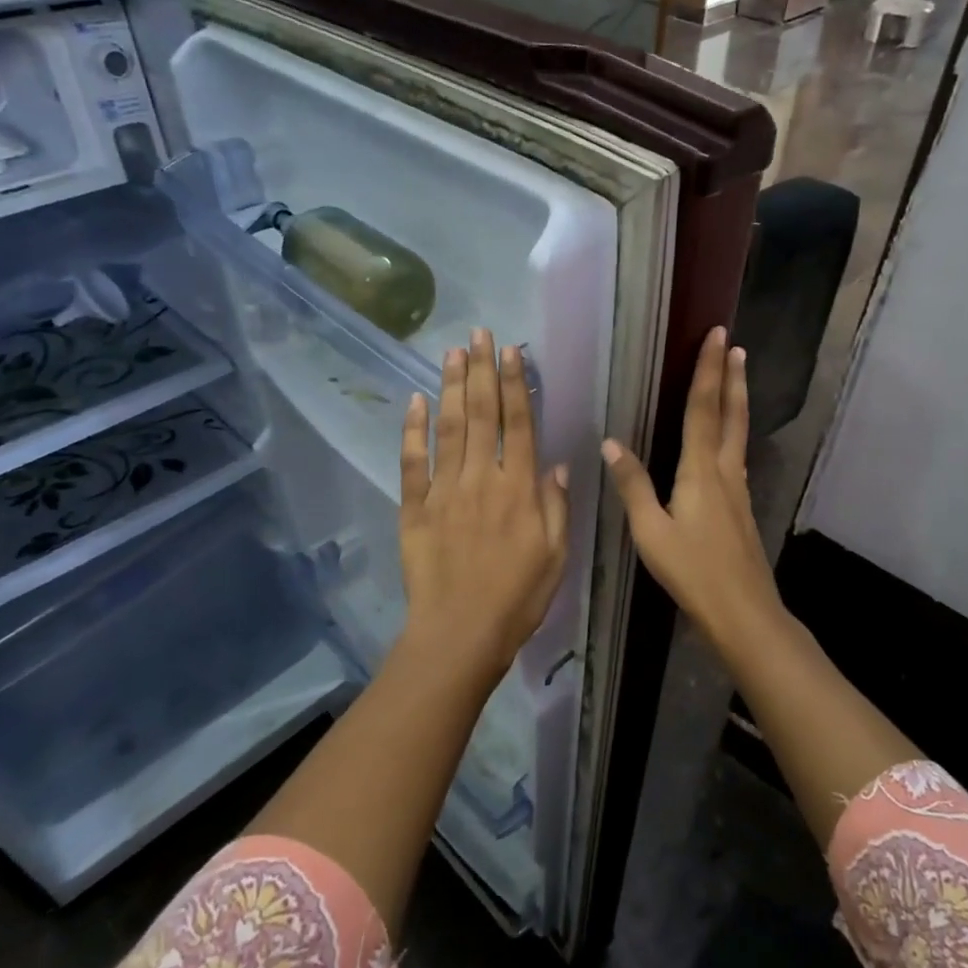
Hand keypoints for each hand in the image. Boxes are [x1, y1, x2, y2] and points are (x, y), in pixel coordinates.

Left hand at [398, 328, 570, 685]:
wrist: (460, 633)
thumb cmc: (518, 598)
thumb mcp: (556, 555)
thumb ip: (556, 505)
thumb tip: (556, 463)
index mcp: (519, 488)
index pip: (519, 424)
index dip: (515, 384)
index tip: (511, 351)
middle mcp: (481, 478)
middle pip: (480, 414)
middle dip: (481, 370)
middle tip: (479, 333)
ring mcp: (444, 490)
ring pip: (447, 428)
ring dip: (450, 386)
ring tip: (452, 352)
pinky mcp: (414, 508)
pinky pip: (412, 462)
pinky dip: (412, 430)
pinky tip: (414, 401)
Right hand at [601, 327, 786, 657]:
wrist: (743, 612)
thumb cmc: (692, 572)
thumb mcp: (651, 532)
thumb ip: (633, 486)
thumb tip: (611, 443)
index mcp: (701, 471)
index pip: (703, 409)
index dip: (708, 371)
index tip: (717, 337)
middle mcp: (725, 471)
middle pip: (730, 414)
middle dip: (731, 377)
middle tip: (735, 344)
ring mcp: (738, 489)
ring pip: (738, 433)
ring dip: (737, 399)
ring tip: (738, 375)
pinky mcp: (742, 507)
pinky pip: (736, 453)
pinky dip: (733, 430)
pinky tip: (727, 439)